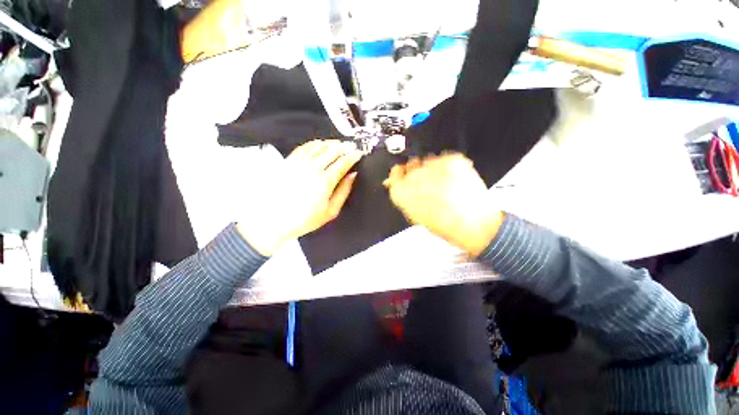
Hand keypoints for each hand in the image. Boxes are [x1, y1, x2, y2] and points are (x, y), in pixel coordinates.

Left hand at [237, 140, 362, 255]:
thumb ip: (344, 191)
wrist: (274, 221)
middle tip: (351, 146)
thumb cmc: (302, 219)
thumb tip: (352, 176)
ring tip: (338, 144)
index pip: (343, 163)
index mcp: (324, 181)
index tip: (358, 154)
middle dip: (345, 147)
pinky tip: (319, 143)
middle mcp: (312, 169)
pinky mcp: (288, 163)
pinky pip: (304, 147)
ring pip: (319, 146)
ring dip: (331, 143)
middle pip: (332, 150)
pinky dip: (314, 143)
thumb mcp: (331, 211)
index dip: (353, 156)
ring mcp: (299, 164)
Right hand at [383, 154, 504, 255]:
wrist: (474, 224)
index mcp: (403, 192)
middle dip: (417, 174)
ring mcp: (434, 166)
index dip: (400, 176)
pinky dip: (448, 168)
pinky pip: (444, 159)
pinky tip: (453, 182)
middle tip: (429, 186)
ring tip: (444, 186)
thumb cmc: (445, 225)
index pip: (394, 174)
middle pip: (411, 166)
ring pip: (427, 162)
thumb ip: (404, 196)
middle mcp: (415, 176)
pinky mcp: (451, 160)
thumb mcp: (415, 214)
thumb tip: (395, 183)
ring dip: (432, 170)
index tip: (404, 176)